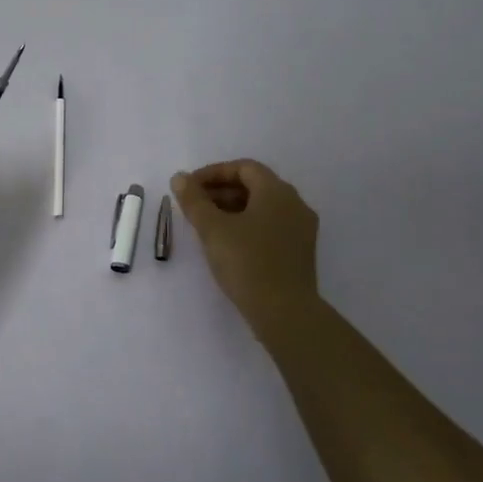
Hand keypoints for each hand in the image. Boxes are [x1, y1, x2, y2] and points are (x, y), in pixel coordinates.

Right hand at [170, 159, 321, 336]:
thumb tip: (180, 178)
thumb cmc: (247, 263)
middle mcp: (294, 204)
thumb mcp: (212, 229)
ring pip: (263, 207)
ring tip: (206, 225)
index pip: (244, 168)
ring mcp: (301, 229)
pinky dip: (247, 225)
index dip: (214, 173)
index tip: (189, 187)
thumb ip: (194, 200)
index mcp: (277, 191)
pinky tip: (228, 244)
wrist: (285, 313)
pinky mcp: (300, 252)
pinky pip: (271, 226)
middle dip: (221, 191)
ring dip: (233, 209)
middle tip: (194, 205)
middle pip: (254, 185)